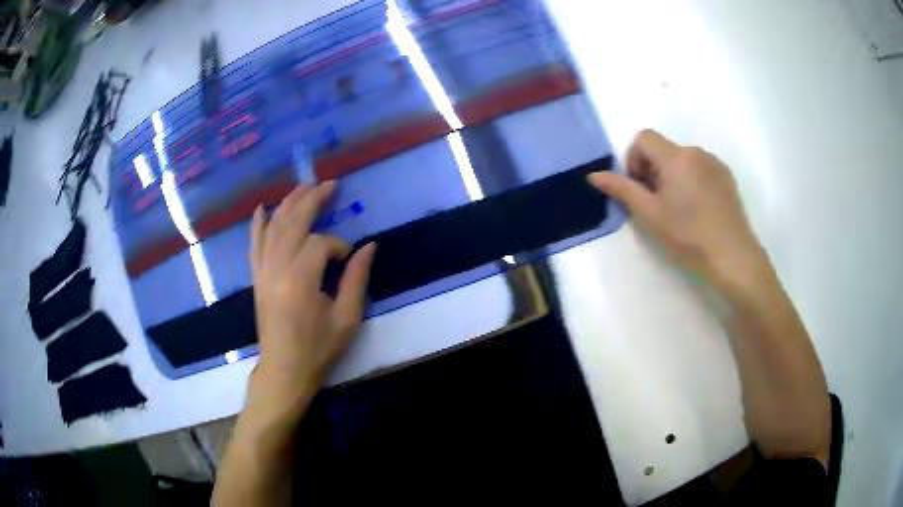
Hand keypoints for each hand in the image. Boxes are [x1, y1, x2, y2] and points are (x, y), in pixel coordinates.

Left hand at [249, 182, 375, 398]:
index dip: (339, 245)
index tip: (349, 259)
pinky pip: (254, 244)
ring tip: (304, 186)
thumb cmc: (318, 349)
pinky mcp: (256, 278)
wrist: (284, 370)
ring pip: (273, 227)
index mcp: (300, 280)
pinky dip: (258, 224)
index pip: (321, 244)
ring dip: (289, 204)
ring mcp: (263, 272)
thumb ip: (356, 279)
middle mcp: (277, 269)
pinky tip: (262, 208)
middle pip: (293, 223)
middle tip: (329, 183)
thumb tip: (369, 246)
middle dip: (312, 200)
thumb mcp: (346, 319)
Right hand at [588, 129, 762, 285]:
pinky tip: (699, 210)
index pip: (644, 137)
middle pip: (663, 149)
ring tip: (680, 210)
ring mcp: (715, 163)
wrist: (733, 257)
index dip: (634, 159)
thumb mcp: (650, 215)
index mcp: (676, 157)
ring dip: (673, 176)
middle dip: (653, 170)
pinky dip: (692, 180)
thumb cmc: (688, 237)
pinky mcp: (727, 177)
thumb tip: (594, 175)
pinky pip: (701, 168)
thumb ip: (622, 190)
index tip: (640, 188)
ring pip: (683, 160)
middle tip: (657, 204)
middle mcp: (696, 152)